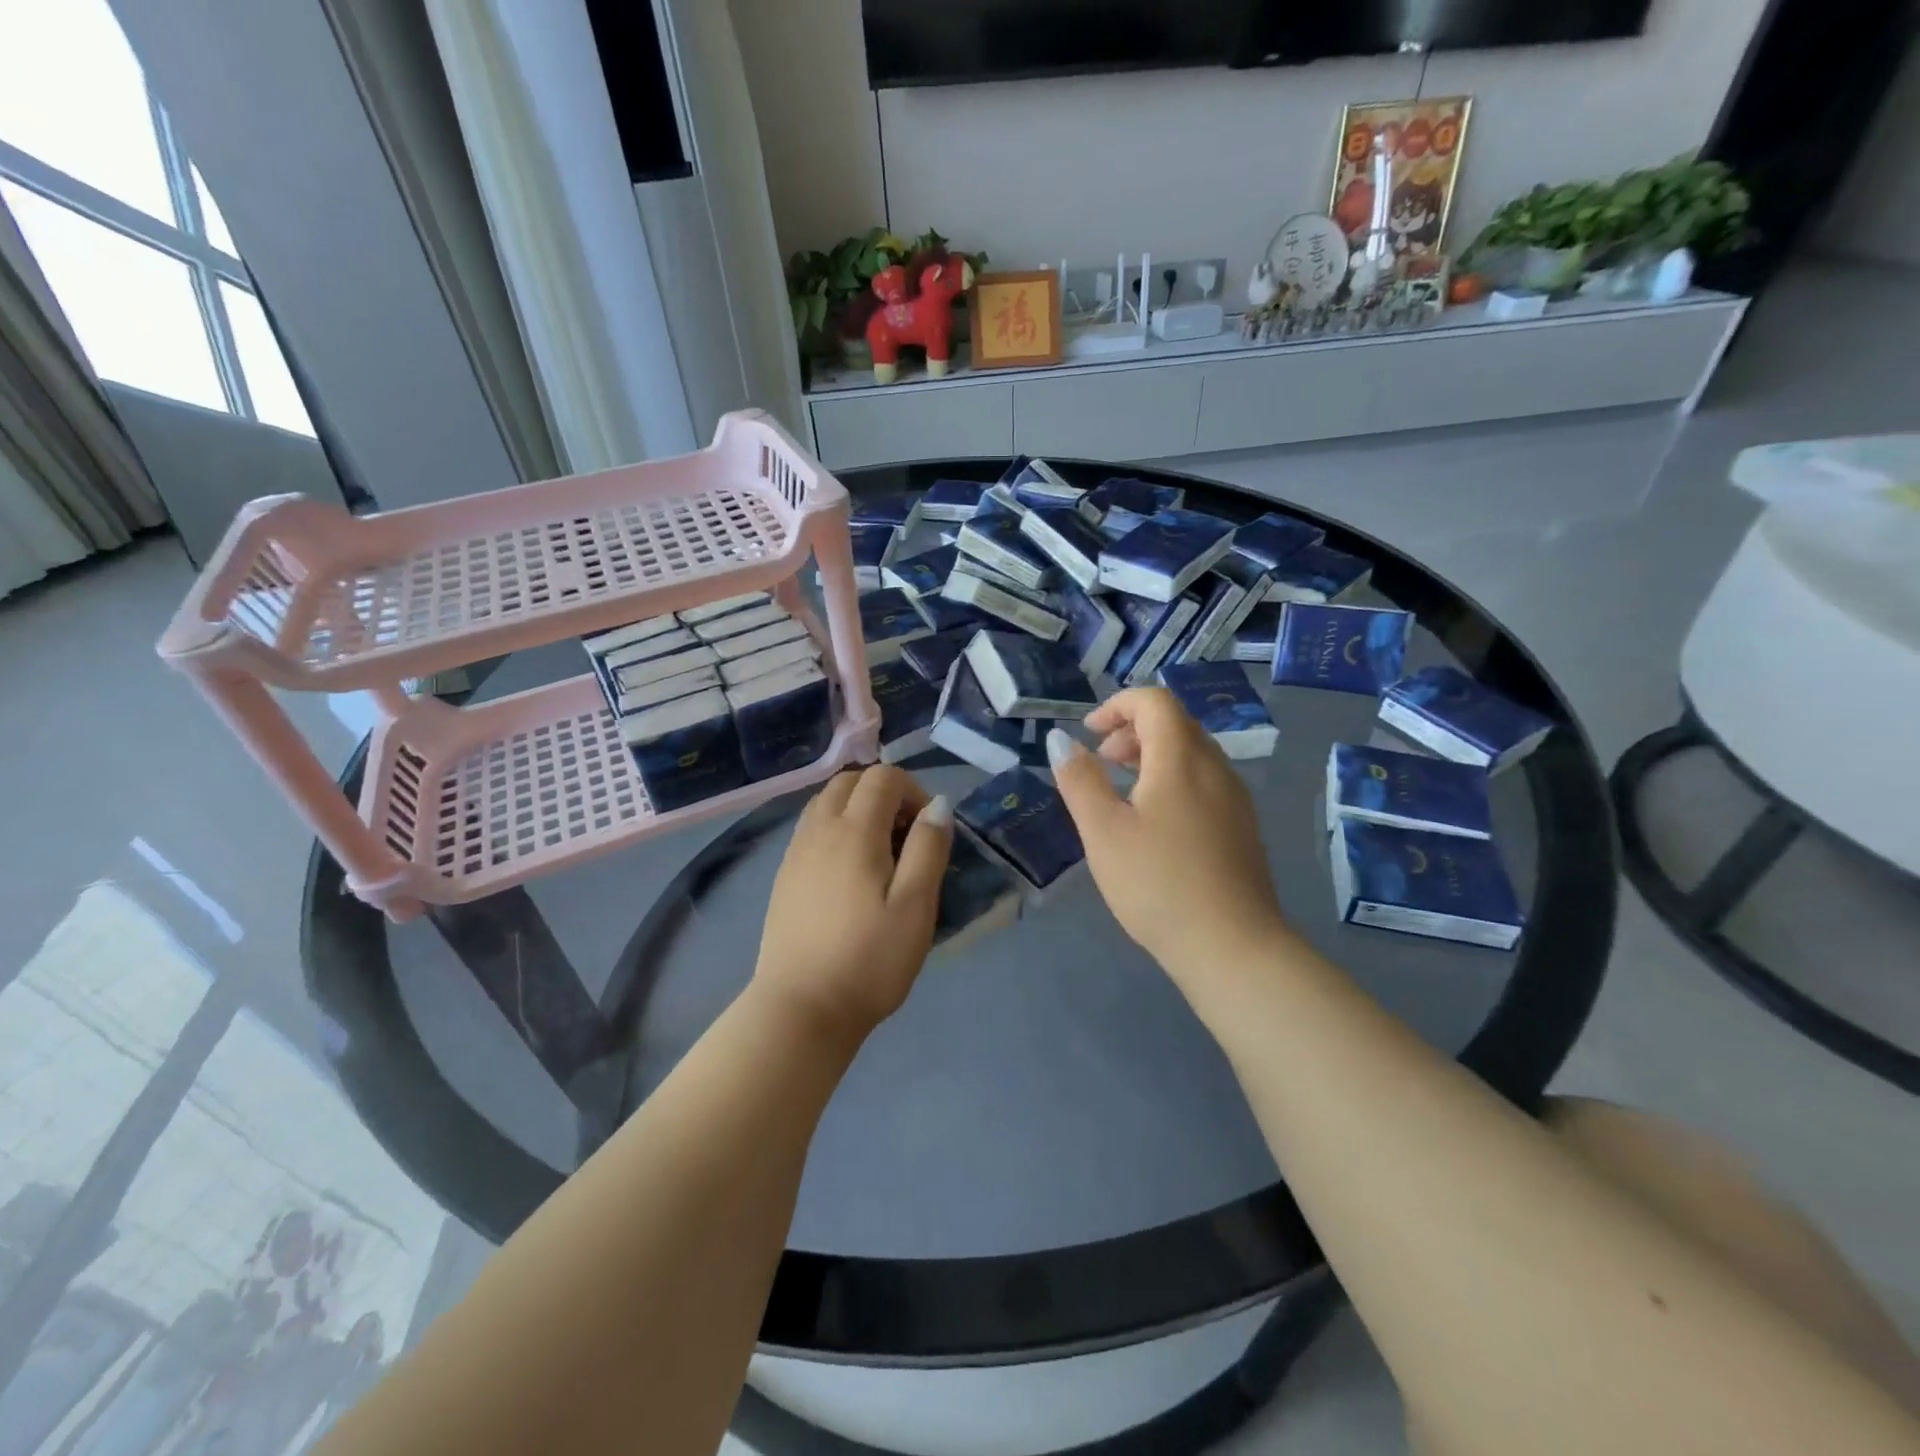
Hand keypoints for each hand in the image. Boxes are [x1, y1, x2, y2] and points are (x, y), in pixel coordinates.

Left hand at [753, 765, 951, 1045]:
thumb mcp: (915, 907)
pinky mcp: (784, 875)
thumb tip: (937, 805)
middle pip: (850, 781)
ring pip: (826, 802)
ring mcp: (796, 852)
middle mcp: (819, 830)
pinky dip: (836, 827)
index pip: (882, 777)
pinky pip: (811, 827)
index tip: (928, 830)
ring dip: (858, 808)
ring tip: (881, 851)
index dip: (913, 790)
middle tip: (906, 836)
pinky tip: (851, 871)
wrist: (800, 1009)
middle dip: (884, 793)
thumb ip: (928, 849)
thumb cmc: (869, 961)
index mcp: (854, 832)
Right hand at [1047, 689, 1285, 980]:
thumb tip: (1060, 739)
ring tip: (1122, 790)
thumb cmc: (1158, 884)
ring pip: (1192, 752)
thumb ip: (1079, 779)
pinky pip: (1205, 779)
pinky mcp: (1242, 825)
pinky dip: (1173, 778)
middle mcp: (1216, 767)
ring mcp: (1235, 797)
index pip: (1155, 702)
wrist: (1232, 946)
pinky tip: (1154, 821)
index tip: (1089, 734)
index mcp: (1181, 759)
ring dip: (1153, 755)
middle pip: (1176, 723)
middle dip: (1132, 730)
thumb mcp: (1103, 832)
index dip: (1117, 706)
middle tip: (1101, 761)